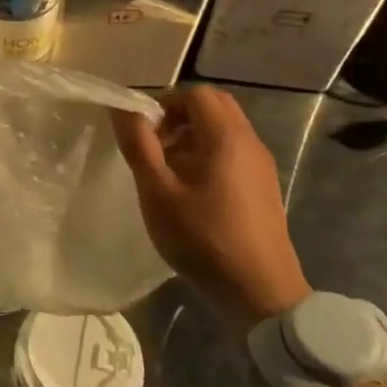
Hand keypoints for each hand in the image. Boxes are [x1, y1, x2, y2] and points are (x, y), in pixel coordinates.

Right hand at [111, 85, 310, 327]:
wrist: (261, 292)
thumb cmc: (203, 238)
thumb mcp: (158, 192)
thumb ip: (138, 145)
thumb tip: (122, 109)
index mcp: (225, 136)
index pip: (196, 93)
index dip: (166, 103)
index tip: (146, 131)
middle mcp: (249, 141)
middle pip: (214, 106)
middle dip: (180, 116)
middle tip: (157, 145)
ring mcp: (262, 164)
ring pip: (225, 129)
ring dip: (194, 136)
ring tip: (170, 171)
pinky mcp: (265, 186)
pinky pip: (235, 151)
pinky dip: (210, 154)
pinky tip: (194, 191)